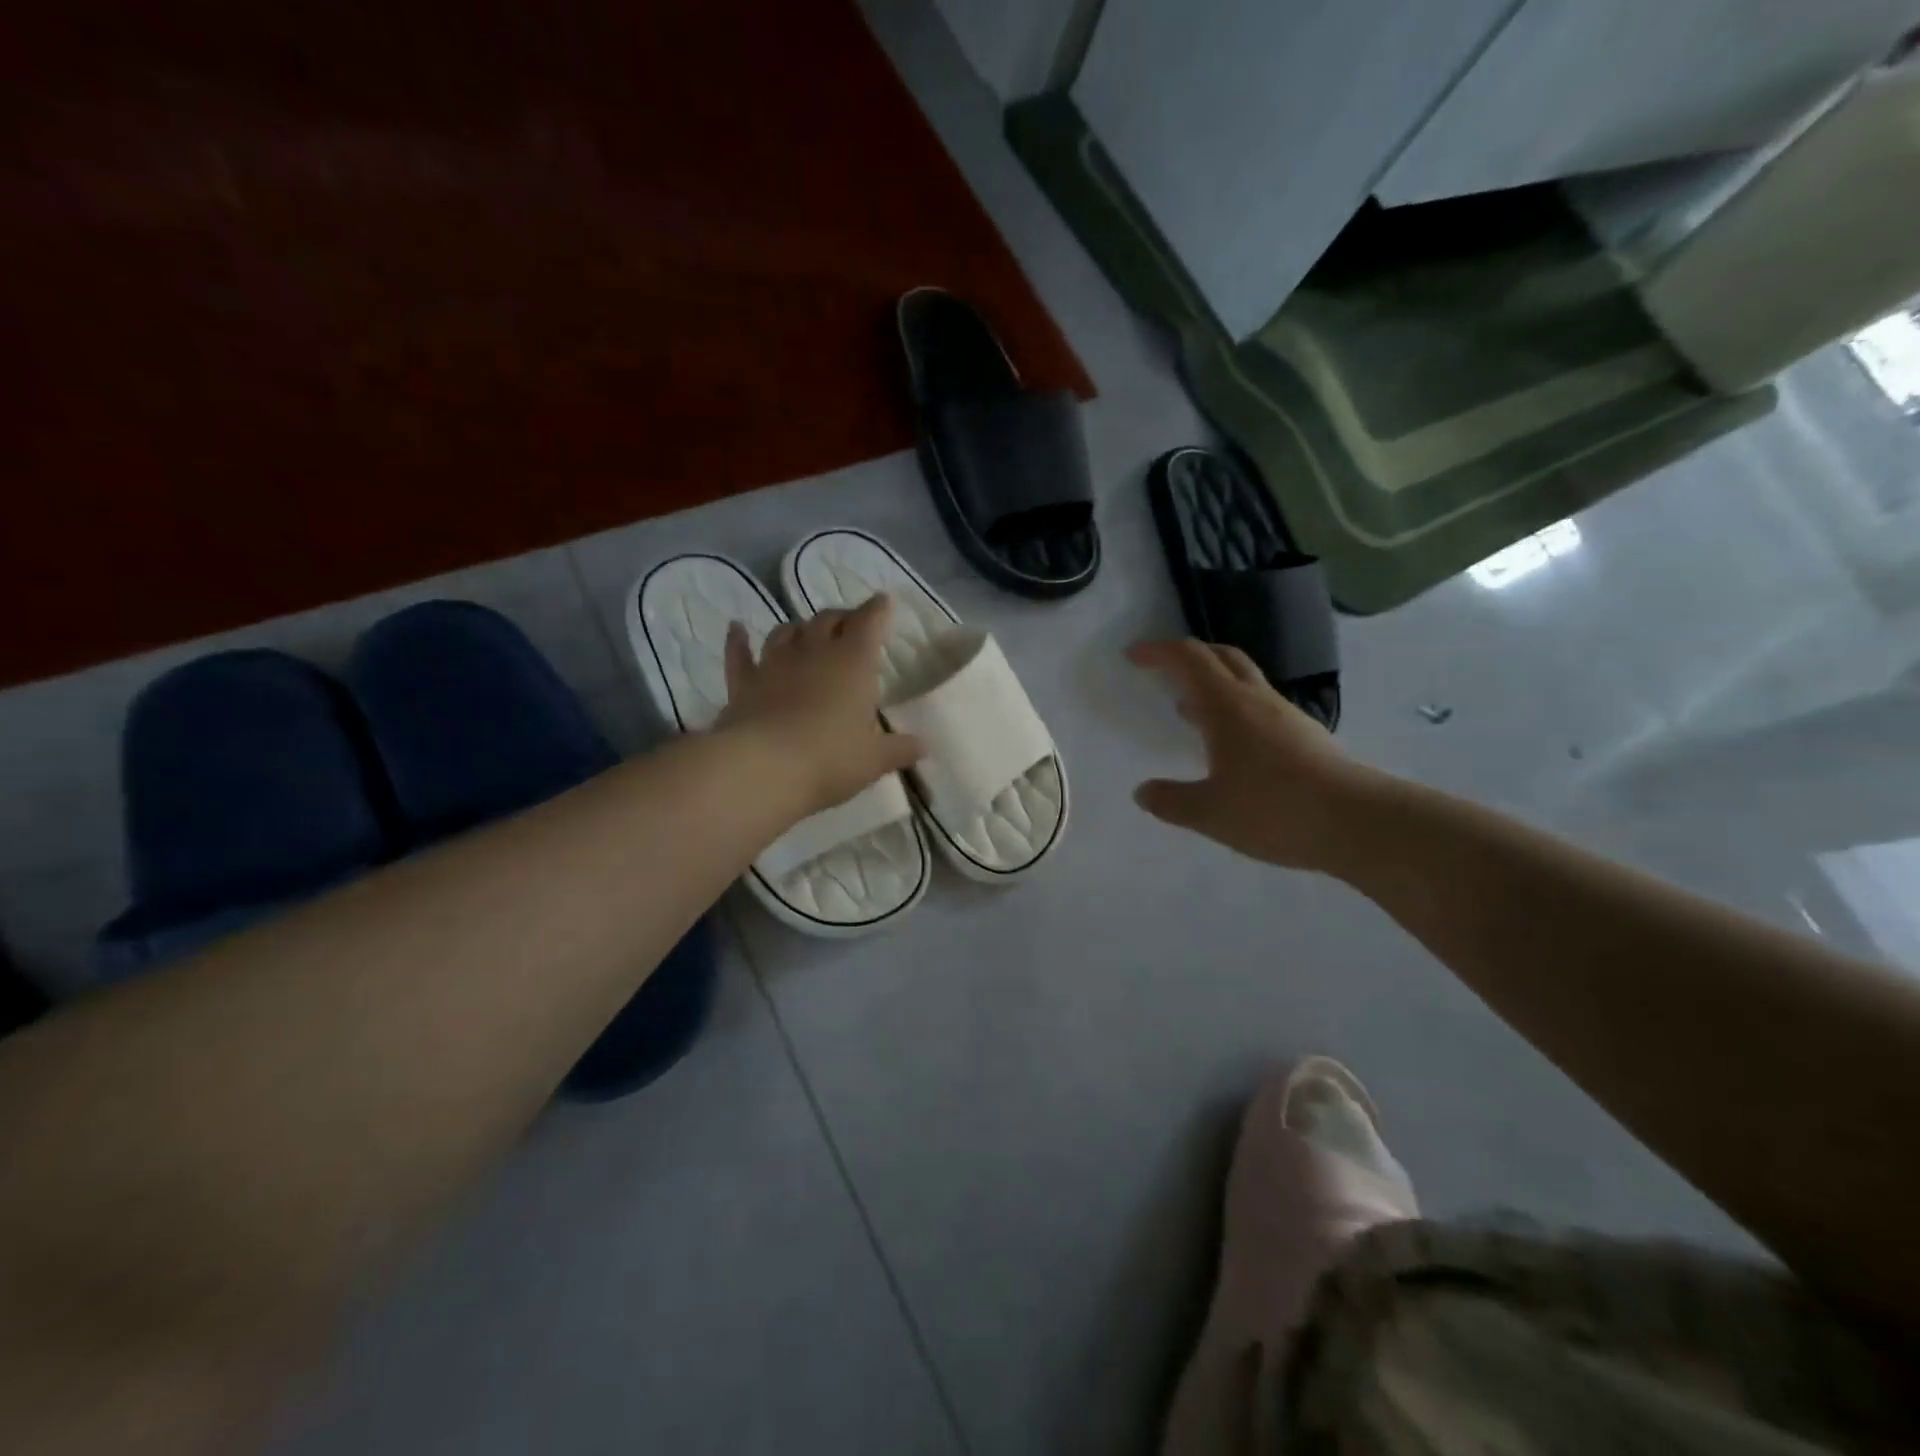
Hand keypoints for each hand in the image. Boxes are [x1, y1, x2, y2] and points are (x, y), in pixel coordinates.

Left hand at [718, 596, 924, 816]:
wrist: (762, 769)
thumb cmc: (830, 759)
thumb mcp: (874, 760)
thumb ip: (900, 749)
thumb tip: (924, 746)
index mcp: (853, 662)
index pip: (869, 622)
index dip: (878, 610)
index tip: (884, 602)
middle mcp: (814, 652)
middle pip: (828, 619)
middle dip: (842, 618)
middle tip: (850, 625)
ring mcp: (774, 664)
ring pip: (787, 631)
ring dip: (800, 628)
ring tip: (807, 632)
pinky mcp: (743, 683)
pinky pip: (739, 653)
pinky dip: (738, 640)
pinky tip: (736, 628)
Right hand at [1128, 640, 1382, 870]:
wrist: (1358, 823)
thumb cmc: (1275, 810)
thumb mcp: (1210, 813)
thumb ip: (1171, 801)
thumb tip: (1143, 792)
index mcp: (1227, 707)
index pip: (1189, 659)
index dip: (1159, 651)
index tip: (1133, 655)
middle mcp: (1256, 700)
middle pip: (1221, 656)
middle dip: (1188, 655)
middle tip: (1162, 667)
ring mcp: (1285, 716)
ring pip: (1243, 681)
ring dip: (1212, 683)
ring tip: (1187, 707)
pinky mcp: (1304, 736)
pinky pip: (1259, 706)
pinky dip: (1233, 709)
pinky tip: (1228, 745)